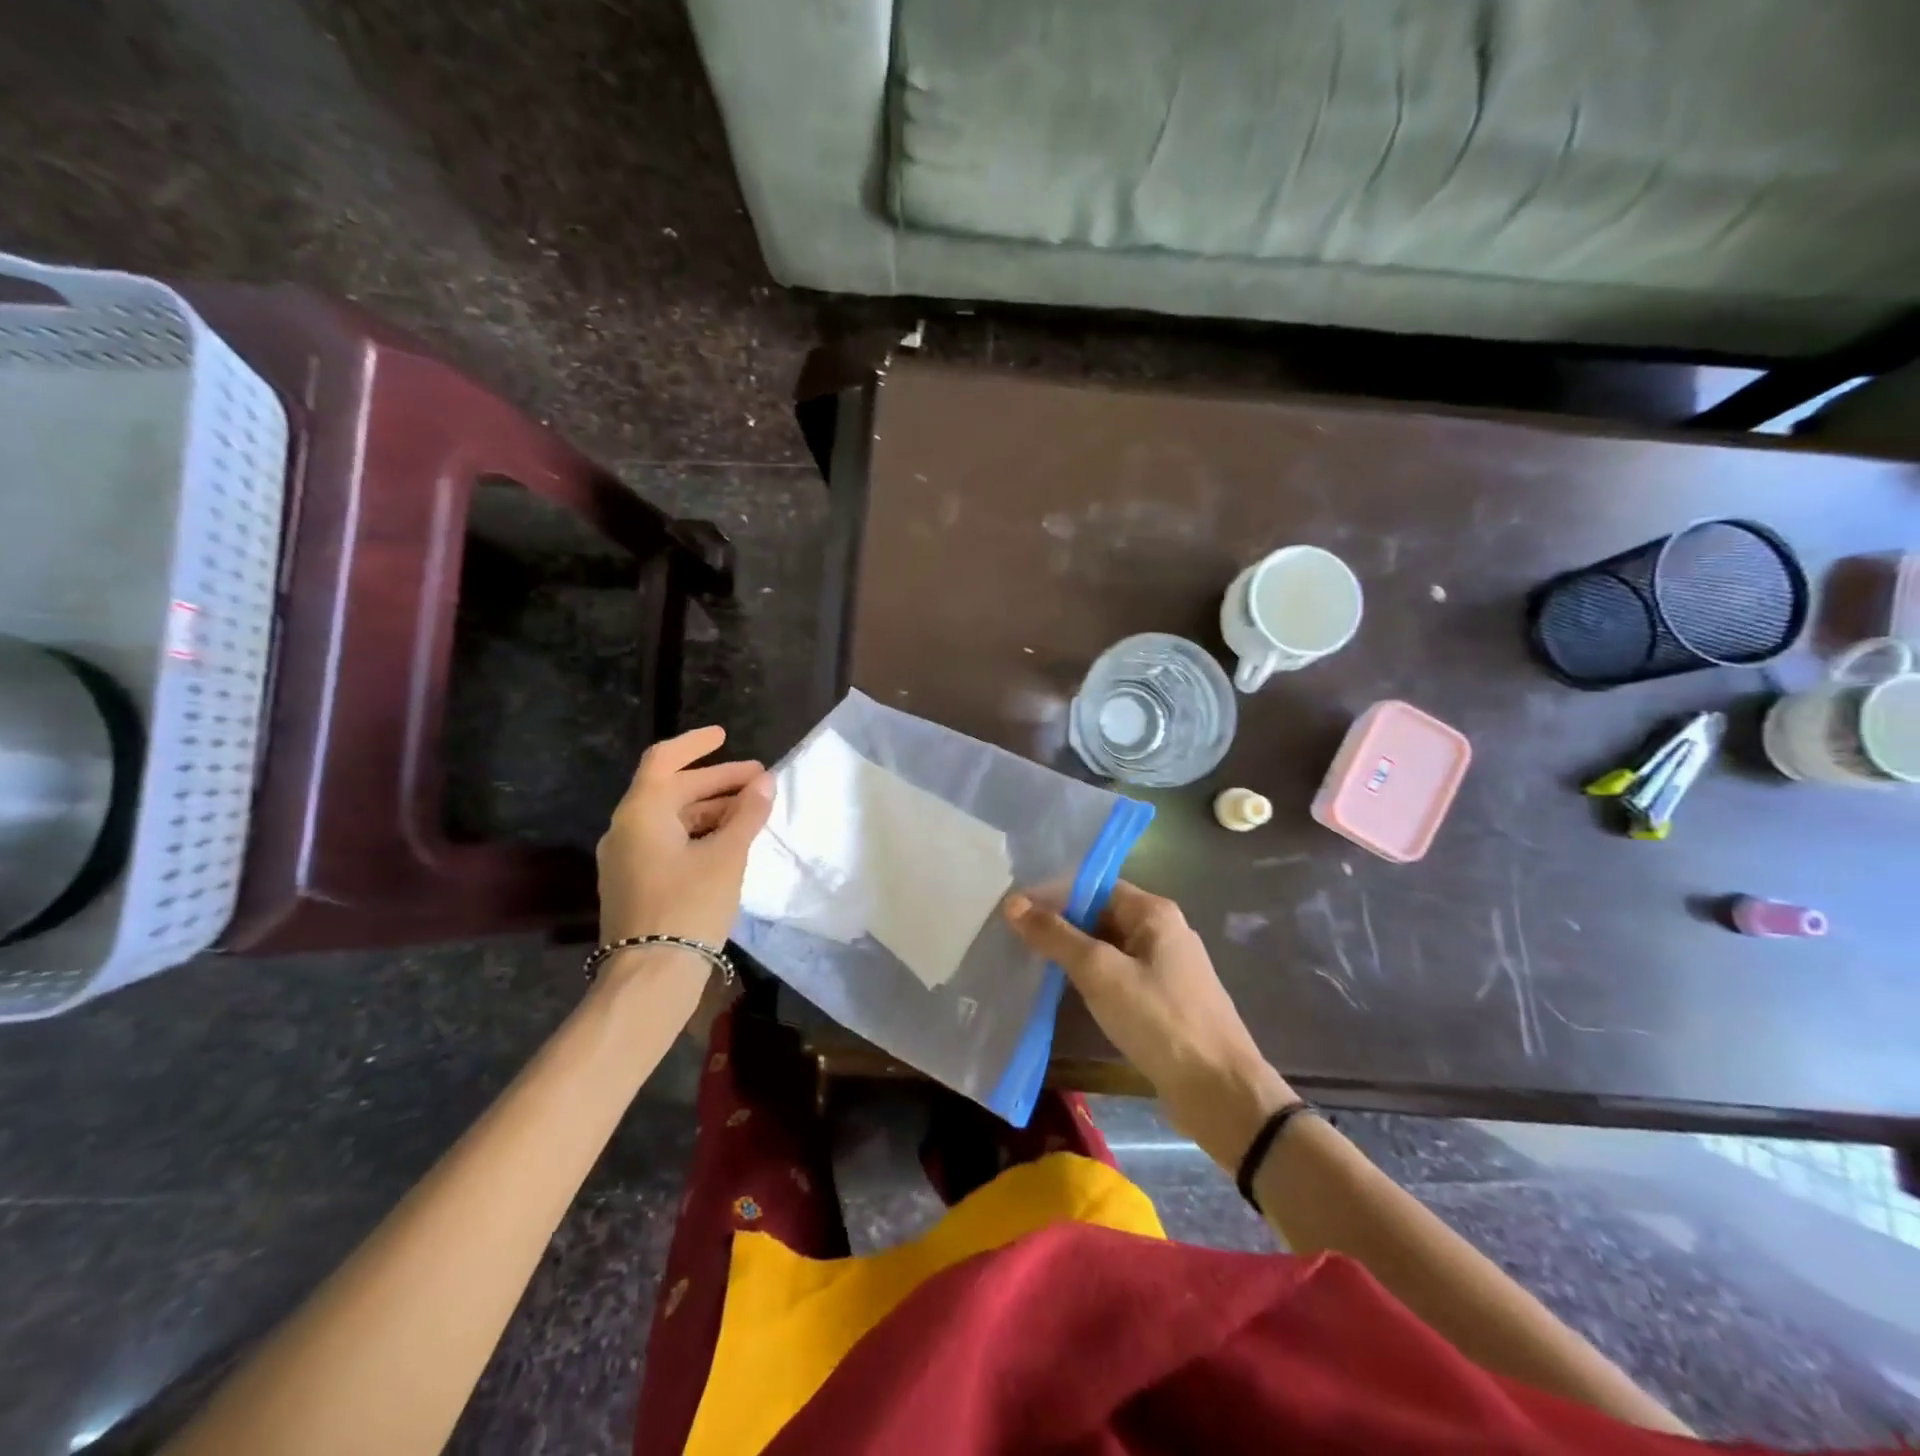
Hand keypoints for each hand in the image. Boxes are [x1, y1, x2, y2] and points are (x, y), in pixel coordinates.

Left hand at [597, 726, 774, 953]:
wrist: (650, 977)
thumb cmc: (689, 906)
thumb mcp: (727, 856)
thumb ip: (747, 815)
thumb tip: (766, 782)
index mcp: (641, 812)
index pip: (664, 760)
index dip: (696, 744)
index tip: (725, 737)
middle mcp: (626, 829)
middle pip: (672, 790)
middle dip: (716, 782)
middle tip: (759, 782)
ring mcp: (626, 858)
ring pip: (671, 818)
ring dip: (710, 809)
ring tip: (751, 812)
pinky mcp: (634, 883)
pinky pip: (667, 842)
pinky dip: (697, 833)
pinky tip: (728, 843)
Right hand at [1005, 881, 1293, 1169]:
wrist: (1220, 1092)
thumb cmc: (1159, 1020)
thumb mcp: (1100, 973)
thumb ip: (1057, 936)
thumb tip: (1014, 904)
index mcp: (1154, 913)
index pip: (1095, 886)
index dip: (1055, 895)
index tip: (1016, 911)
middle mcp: (1164, 931)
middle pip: (1102, 914)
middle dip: (1061, 924)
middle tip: (1016, 937)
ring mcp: (1167, 968)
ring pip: (1110, 948)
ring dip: (1074, 953)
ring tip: (1031, 962)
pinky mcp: (1165, 1001)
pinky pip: (1120, 975)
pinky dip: (1092, 978)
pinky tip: (1066, 992)